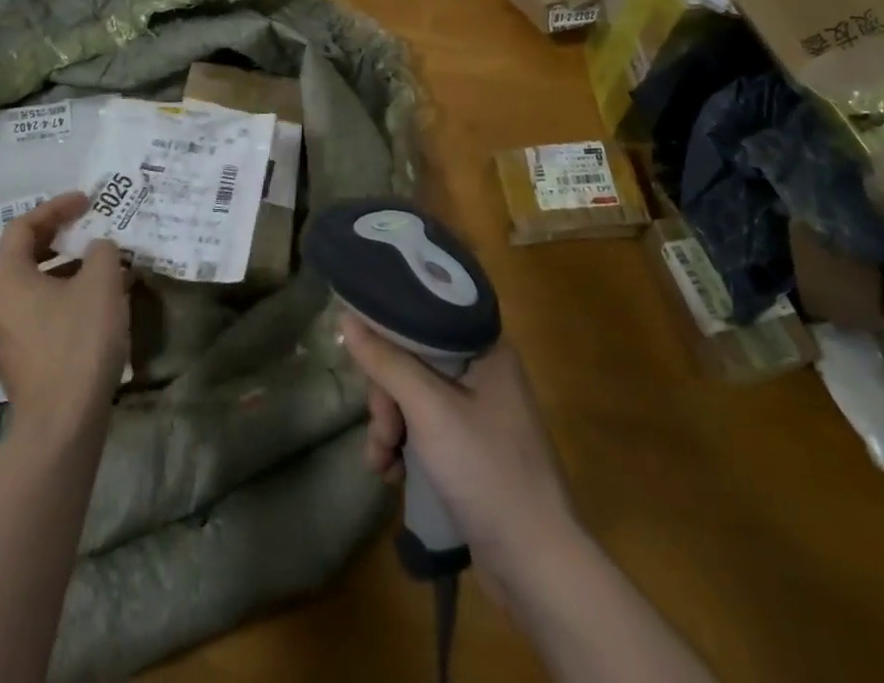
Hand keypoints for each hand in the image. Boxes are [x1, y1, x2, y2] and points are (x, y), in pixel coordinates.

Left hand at [0, 193, 129, 433]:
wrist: (62, 423)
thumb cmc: (78, 341)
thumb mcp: (101, 282)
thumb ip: (102, 251)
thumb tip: (98, 249)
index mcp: (4, 277)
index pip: (23, 226)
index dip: (57, 207)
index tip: (88, 201)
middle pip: (24, 253)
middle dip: (61, 235)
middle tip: (91, 226)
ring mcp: (3, 332)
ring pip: (34, 282)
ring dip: (67, 266)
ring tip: (104, 263)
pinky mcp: (18, 355)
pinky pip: (38, 308)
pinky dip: (64, 293)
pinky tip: (98, 301)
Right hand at [342, 317, 579, 585]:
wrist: (537, 566)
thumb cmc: (487, 471)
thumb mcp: (429, 410)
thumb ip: (386, 361)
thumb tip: (346, 317)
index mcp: (485, 346)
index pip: (422, 318)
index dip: (388, 336)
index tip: (363, 361)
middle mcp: (484, 370)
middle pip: (414, 360)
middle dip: (387, 397)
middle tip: (381, 430)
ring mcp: (479, 412)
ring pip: (415, 398)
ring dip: (390, 426)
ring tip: (382, 461)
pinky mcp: (472, 448)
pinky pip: (426, 429)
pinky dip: (404, 447)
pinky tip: (392, 474)